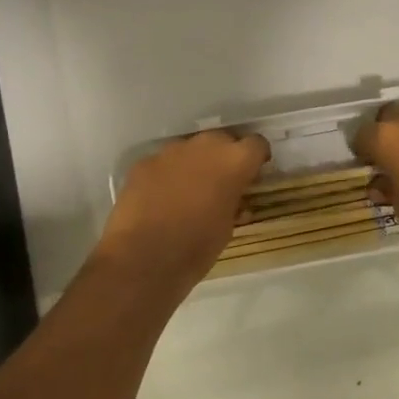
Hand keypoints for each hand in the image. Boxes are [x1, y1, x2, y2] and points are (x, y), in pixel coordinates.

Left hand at [94, 131, 270, 295]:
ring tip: (188, 192)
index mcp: (233, 162)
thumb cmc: (196, 248)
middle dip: (224, 157)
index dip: (256, 159)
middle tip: (221, 184)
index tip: (253, 175)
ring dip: (194, 164)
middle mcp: (204, 146)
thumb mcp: (228, 228)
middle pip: (222, 139)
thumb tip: (232, 198)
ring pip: (190, 149)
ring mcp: (170, 151)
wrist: (142, 258)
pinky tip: (160, 199)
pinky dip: (167, 175)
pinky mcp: (144, 162)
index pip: (256, 144)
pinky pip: (163, 162)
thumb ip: (234, 203)